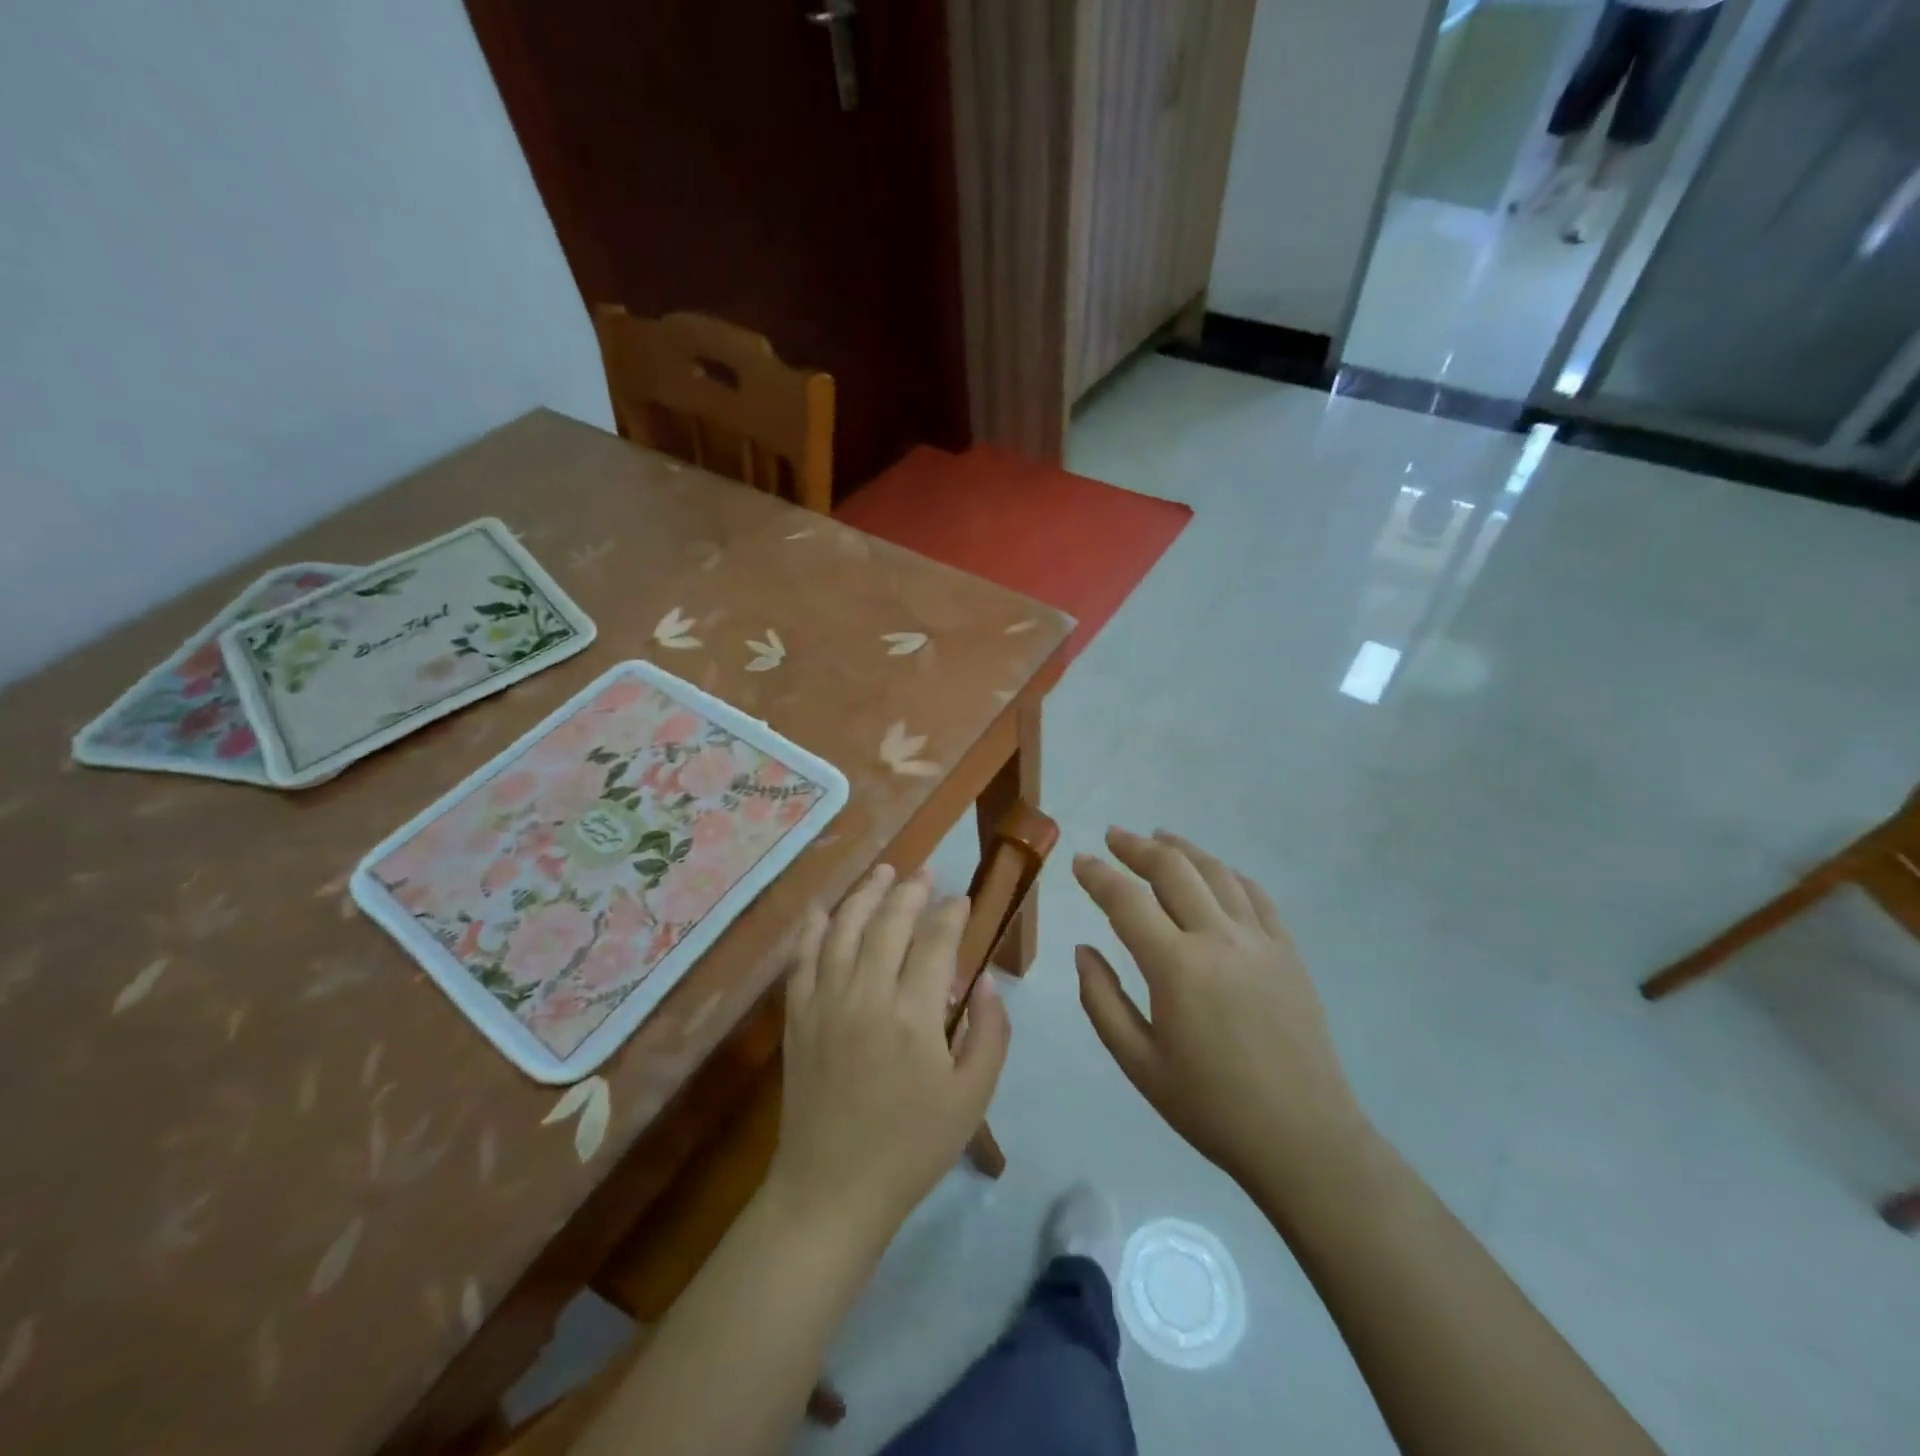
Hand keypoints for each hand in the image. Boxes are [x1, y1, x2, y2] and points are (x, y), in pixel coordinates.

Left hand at [768, 864, 1010, 1242]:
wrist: (832, 1189)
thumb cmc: (912, 1147)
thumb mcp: (973, 1099)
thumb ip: (990, 1034)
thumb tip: (987, 983)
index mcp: (914, 1016)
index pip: (936, 941)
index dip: (951, 913)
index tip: (962, 901)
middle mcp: (867, 995)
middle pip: (889, 922)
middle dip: (911, 890)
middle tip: (925, 874)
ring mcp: (825, 1002)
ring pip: (844, 928)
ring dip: (865, 893)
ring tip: (883, 871)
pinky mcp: (797, 1016)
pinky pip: (803, 958)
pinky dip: (813, 927)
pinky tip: (823, 908)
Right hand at [1072, 828, 1369, 1190]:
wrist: (1303, 1139)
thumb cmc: (1211, 1107)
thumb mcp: (1138, 1064)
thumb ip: (1102, 1000)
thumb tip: (1084, 949)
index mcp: (1177, 967)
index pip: (1127, 901)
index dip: (1098, 875)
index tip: (1079, 860)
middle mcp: (1218, 939)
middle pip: (1173, 870)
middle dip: (1137, 847)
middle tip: (1113, 836)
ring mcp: (1260, 941)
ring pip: (1216, 872)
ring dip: (1182, 849)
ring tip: (1159, 837)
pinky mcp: (1288, 952)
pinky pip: (1256, 895)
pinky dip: (1228, 873)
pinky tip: (1214, 870)